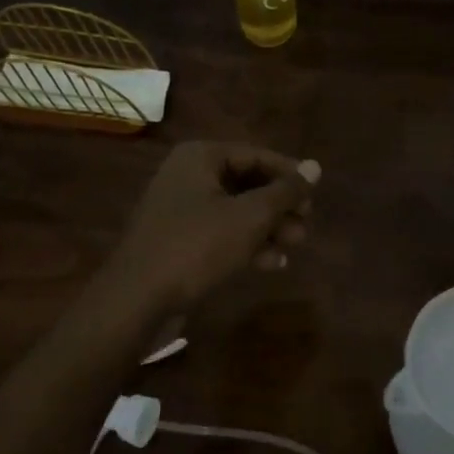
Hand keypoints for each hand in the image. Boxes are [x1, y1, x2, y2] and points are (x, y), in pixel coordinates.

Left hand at [106, 141, 320, 312]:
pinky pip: (220, 232)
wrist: (137, 299)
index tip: (315, 195)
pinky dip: (246, 243)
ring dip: (267, 227)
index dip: (289, 174)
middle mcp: (188, 175)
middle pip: (246, 182)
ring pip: (236, 210)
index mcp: (201, 157)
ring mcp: (180, 209)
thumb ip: (285, 191)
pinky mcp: (178, 240)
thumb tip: (316, 166)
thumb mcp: (249, 217)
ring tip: (296, 245)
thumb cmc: (197, 246)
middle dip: (279, 205)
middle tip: (306, 224)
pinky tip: (272, 263)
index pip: (256, 155)